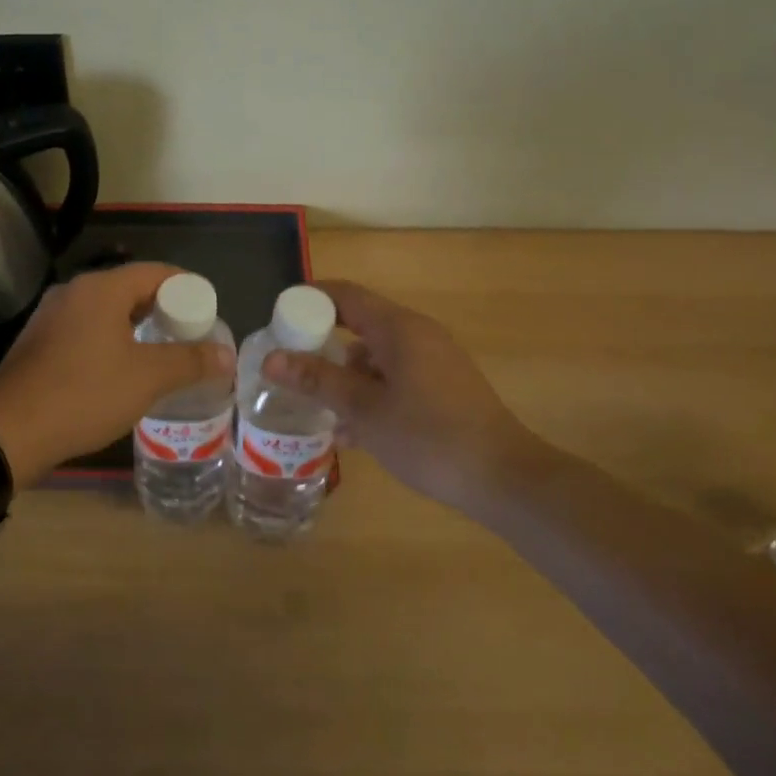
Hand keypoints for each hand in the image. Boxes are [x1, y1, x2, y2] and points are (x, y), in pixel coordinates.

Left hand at [0, 263, 235, 489]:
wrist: (9, 430)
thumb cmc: (84, 393)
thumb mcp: (146, 378)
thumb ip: (190, 361)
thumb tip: (226, 354)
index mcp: (100, 288)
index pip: (155, 271)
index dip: (186, 287)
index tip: (207, 310)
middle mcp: (74, 292)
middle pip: (129, 288)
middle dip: (162, 309)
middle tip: (188, 334)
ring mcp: (51, 316)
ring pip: (106, 311)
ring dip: (135, 326)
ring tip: (161, 352)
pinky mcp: (39, 341)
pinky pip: (85, 329)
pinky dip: (110, 339)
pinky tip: (120, 368)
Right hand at [260, 280, 543, 514]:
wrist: (504, 480)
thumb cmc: (429, 437)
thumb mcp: (364, 410)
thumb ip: (318, 380)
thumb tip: (271, 358)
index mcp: (399, 328)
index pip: (346, 295)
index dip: (309, 301)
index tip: (279, 321)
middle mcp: (418, 335)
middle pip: (359, 326)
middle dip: (323, 348)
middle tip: (292, 372)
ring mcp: (434, 362)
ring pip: (376, 358)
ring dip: (347, 379)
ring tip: (321, 413)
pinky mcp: (444, 388)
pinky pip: (396, 379)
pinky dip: (372, 395)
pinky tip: (354, 434)